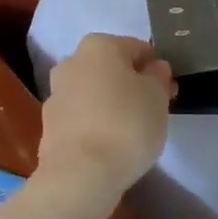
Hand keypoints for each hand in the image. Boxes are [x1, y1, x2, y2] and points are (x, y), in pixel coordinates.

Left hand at [39, 34, 176, 195]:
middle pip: (112, 68)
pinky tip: (109, 144)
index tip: (168, 92)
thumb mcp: (157, 96)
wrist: (80, 173)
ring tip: (130, 131)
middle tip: (152, 111)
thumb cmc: (126, 124)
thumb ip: (158, 76)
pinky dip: (95, 124)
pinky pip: (81, 116)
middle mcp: (72, 61)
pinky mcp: (49, 124)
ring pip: (94, 92)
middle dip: (131, 84)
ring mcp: (56, 93)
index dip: (157, 69)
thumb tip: (153, 68)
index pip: (138, 48)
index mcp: (99, 45)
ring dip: (111, 103)